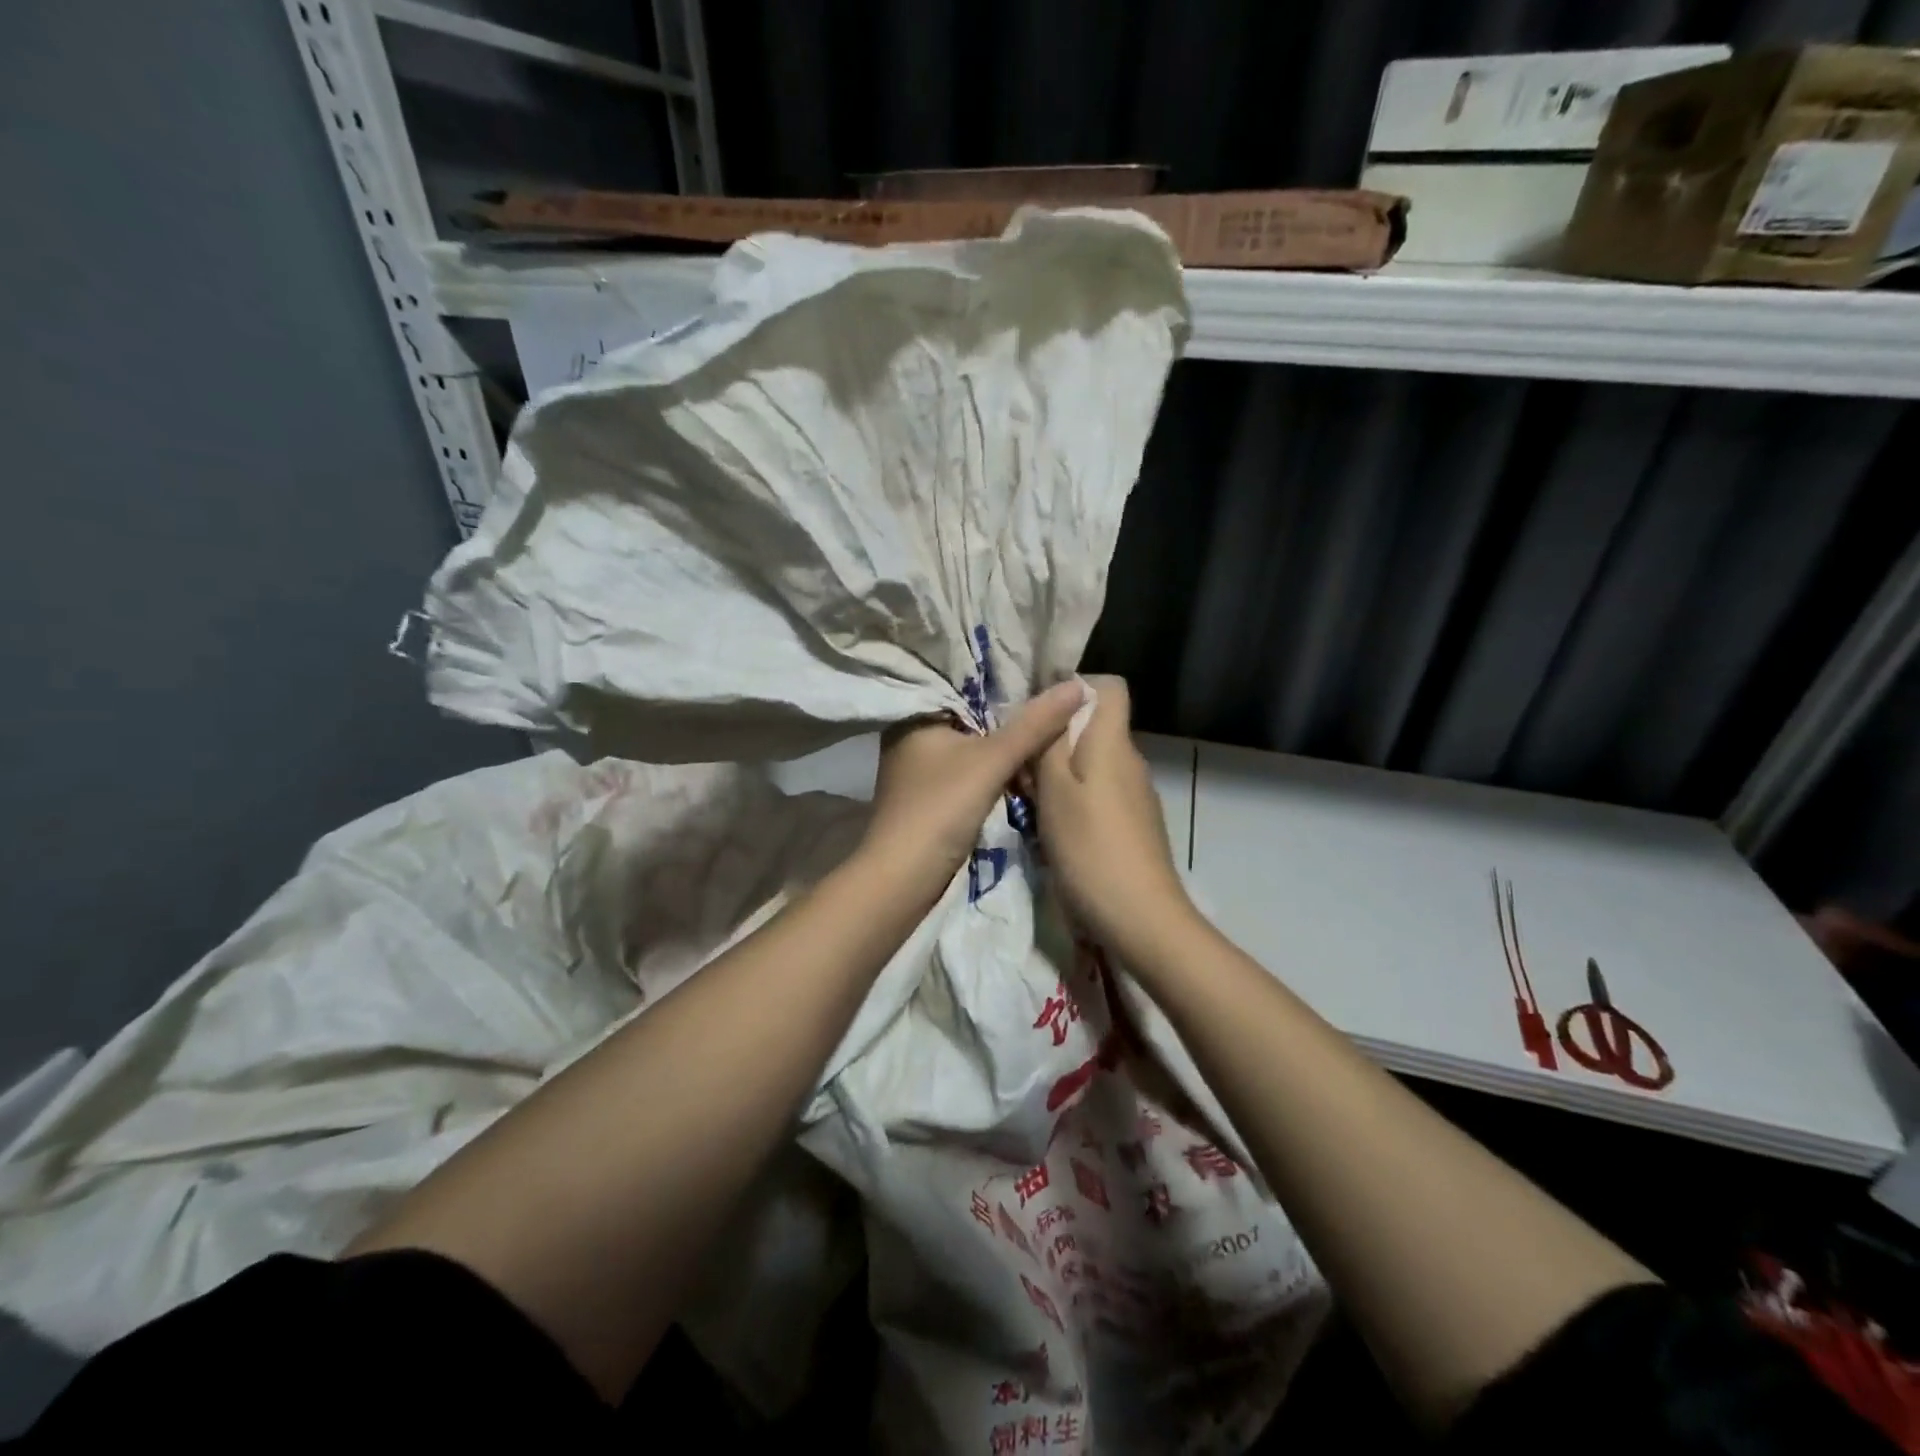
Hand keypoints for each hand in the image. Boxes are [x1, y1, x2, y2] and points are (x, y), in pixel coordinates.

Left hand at [856, 681, 1087, 903]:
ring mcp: (922, 770)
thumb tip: (1079, 685)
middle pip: (974, 717)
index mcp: (916, 715)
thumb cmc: (940, 808)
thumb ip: (1034, 724)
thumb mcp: (992, 761)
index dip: (1008, 681)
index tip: (1050, 676)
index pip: (967, 684)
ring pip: (974, 747)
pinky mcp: (932, 797)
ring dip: (1007, 748)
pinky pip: (972, 772)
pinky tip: (1027, 769)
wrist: (904, 879)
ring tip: (1053, 733)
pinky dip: (996, 771)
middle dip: (1013, 717)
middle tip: (1060, 704)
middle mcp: (914, 736)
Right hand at [1033, 676, 1195, 963]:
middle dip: (1055, 737)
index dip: (1075, 688)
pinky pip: (1099, 794)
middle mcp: (1130, 761)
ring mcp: (1136, 796)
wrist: (1142, 920)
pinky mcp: (1134, 826)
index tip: (1038, 713)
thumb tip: (1052, 701)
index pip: (1109, 687)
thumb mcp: (1055, 792)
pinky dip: (1075, 801)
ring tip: (1028, 799)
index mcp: (1113, 743)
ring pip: (1093, 763)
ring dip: (1060, 773)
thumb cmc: (1091, 849)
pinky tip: (1054, 830)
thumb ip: (1049, 743)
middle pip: (1095, 727)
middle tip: (1019, 763)